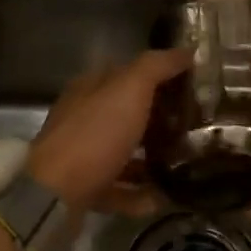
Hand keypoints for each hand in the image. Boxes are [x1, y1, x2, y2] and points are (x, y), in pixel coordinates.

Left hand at [28, 48, 192, 212]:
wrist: (54, 195)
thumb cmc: (94, 135)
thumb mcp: (129, 89)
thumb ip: (157, 67)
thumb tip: (187, 51)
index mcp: (91, 89)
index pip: (129, 74)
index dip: (161, 77)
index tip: (194, 88)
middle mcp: (84, 119)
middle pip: (128, 115)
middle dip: (161, 121)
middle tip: (196, 129)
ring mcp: (83, 156)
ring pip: (124, 153)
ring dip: (153, 159)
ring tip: (185, 165)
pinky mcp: (85, 190)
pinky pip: (120, 190)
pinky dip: (140, 194)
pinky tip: (164, 198)